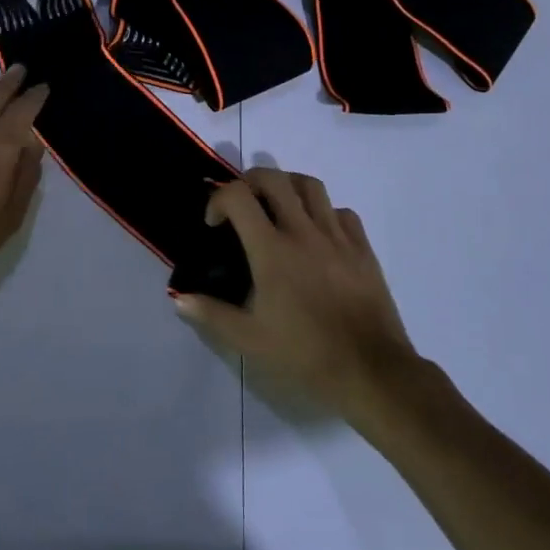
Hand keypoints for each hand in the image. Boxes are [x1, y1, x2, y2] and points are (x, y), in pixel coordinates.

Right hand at [174, 168, 418, 418]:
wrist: (371, 371)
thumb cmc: (306, 354)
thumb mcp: (250, 341)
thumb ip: (211, 314)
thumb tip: (178, 297)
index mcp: (272, 250)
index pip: (238, 196)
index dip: (218, 200)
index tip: (215, 225)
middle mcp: (303, 231)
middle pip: (274, 178)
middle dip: (249, 181)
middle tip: (242, 205)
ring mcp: (337, 236)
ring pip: (310, 185)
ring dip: (287, 186)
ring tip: (278, 207)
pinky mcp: (362, 248)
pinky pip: (342, 212)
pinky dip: (324, 212)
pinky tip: (318, 234)